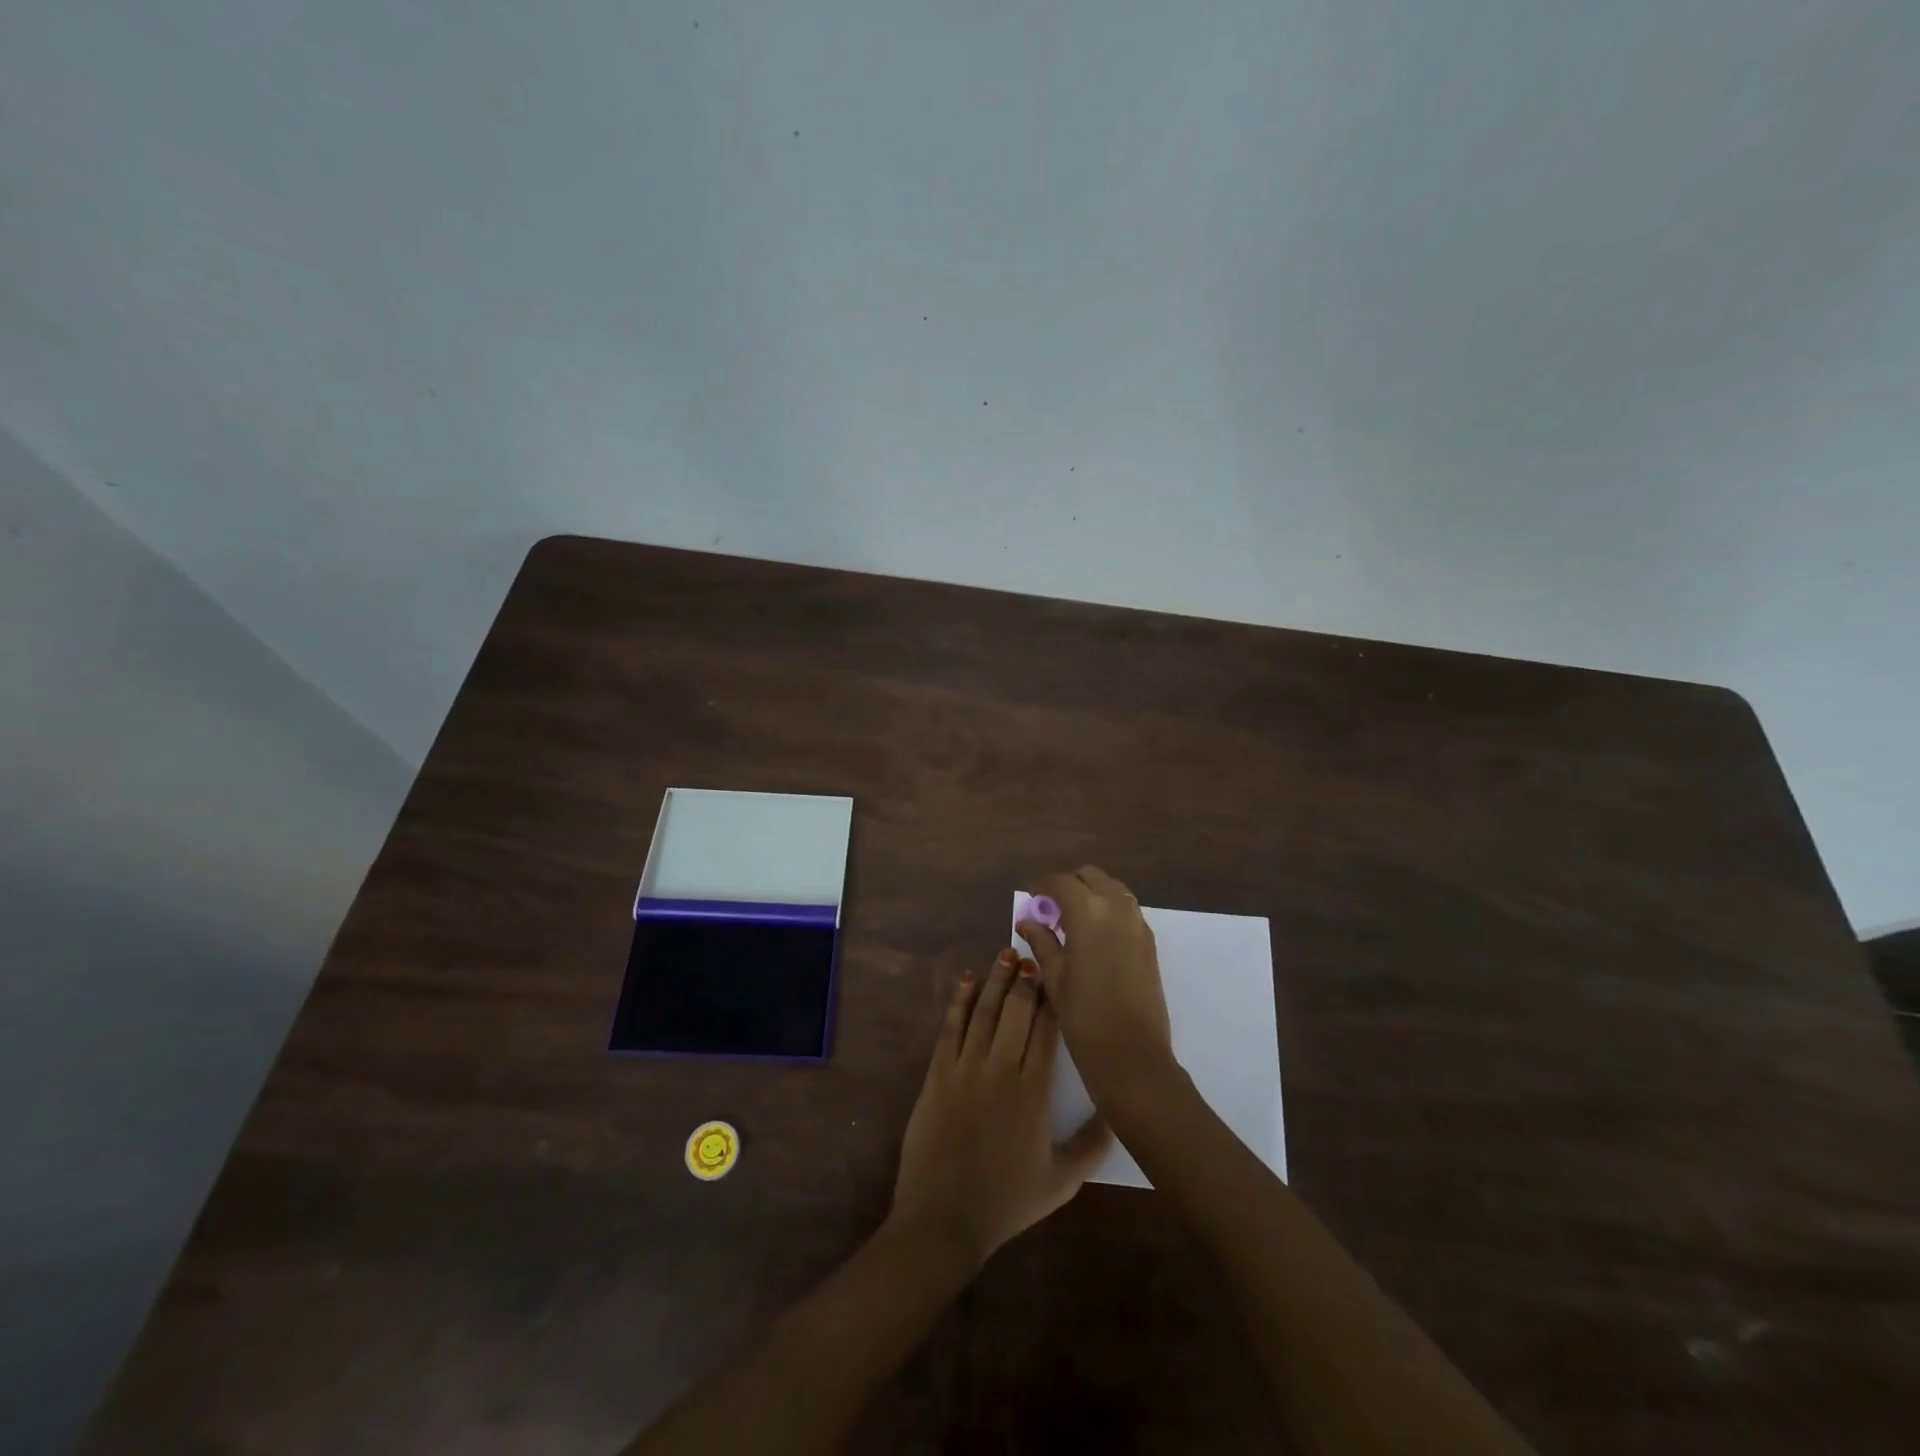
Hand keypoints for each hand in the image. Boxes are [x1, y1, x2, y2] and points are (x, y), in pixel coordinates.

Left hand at [889, 950, 1111, 1267]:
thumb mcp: (1062, 1181)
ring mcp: (966, 1069)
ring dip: (996, 980)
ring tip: (1006, 953)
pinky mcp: (938, 1074)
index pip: (1047, 1031)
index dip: (1052, 999)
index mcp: (1034, 1092)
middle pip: (1016, 1012)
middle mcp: (1002, 1070)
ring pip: (985, 1012)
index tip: (1058, 975)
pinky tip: (968, 980)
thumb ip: (1094, 1145)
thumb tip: (1119, 1111)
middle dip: (1025, 980)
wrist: (944, 1218)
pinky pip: (950, 1028)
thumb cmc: (1007, 1201)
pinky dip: (959, 1001)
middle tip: (1032, 954)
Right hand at [1018, 866, 1175, 1103]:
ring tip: (1072, 922)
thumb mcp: (1054, 976)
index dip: (1043, 886)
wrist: (1131, 1054)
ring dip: (1091, 894)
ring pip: (1112, 889)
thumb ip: (1041, 941)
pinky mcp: (1149, 941)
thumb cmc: (1083, 1015)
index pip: (1062, 882)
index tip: (1032, 898)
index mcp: (1088, 912)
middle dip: (1069, 885)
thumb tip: (1027, 921)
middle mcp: (1116, 908)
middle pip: (1091, 876)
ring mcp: (1137, 923)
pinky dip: (1108, 910)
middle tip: (1051, 909)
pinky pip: (1126, 909)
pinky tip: (1094, 937)